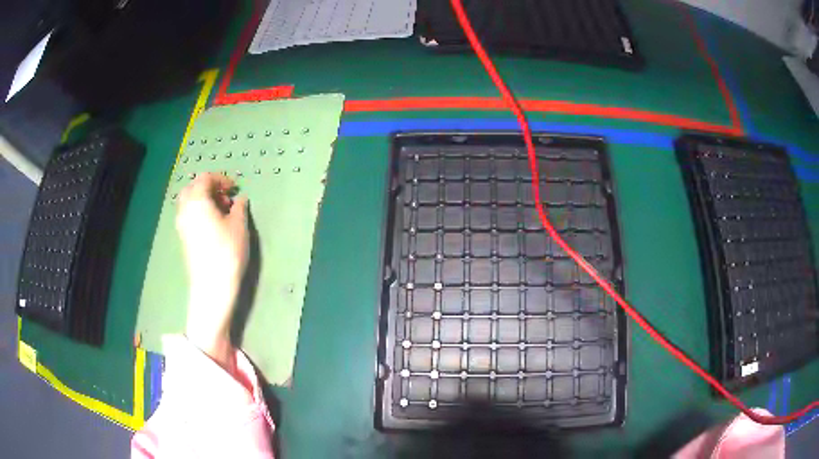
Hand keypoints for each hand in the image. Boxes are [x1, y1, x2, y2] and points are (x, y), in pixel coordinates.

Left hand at [176, 173, 248, 367]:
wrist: (211, 286)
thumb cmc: (227, 251)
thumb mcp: (239, 226)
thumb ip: (239, 208)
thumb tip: (239, 200)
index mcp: (197, 200)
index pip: (205, 178)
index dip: (221, 179)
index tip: (235, 188)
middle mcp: (185, 209)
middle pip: (193, 188)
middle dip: (210, 188)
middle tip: (226, 199)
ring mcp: (181, 225)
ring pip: (189, 202)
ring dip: (204, 200)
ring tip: (222, 213)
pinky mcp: (183, 239)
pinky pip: (189, 215)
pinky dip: (200, 212)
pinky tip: (214, 226)